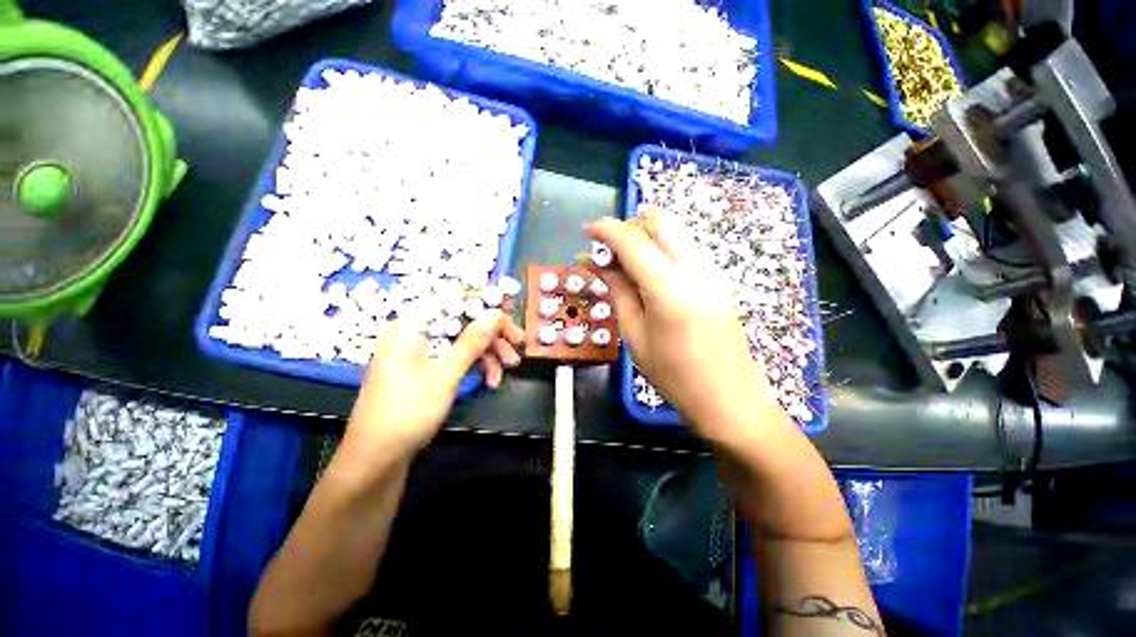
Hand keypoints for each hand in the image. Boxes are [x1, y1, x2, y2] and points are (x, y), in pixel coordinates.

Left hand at [344, 310, 524, 457]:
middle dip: (491, 336)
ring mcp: (419, 353)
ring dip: (487, 354)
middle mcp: (414, 333)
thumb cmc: (408, 410)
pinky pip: (454, 358)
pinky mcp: (423, 370)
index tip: (508, 322)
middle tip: (518, 347)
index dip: (484, 307)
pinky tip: (490, 381)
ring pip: (461, 342)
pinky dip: (473, 367)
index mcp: (412, 326)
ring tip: (507, 371)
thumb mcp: (446, 374)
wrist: (376, 457)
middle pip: (461, 323)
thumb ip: (472, 341)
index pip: (454, 302)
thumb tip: (495, 314)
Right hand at [587, 215, 784, 440]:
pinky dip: (661, 249)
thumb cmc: (673, 375)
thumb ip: (617, 291)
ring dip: (646, 237)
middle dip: (630, 226)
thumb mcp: (635, 335)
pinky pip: (685, 248)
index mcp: (669, 290)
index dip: (607, 230)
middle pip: (660, 222)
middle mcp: (695, 270)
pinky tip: (649, 273)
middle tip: (609, 249)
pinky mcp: (718, 278)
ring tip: (625, 263)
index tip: (588, 231)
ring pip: (675, 232)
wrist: (728, 396)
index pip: (634, 242)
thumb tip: (595, 263)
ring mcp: (712, 272)